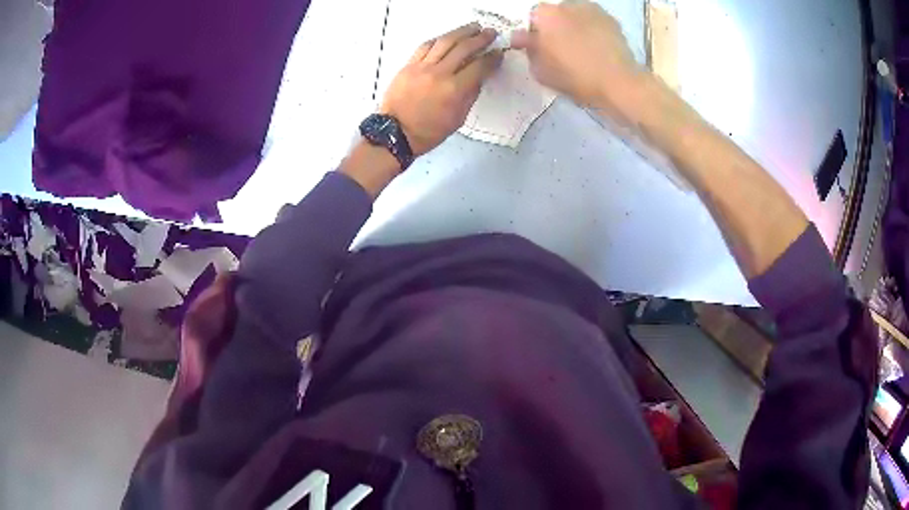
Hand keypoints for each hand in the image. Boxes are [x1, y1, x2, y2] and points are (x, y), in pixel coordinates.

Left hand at [380, 23, 503, 155]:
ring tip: (473, 27)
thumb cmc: (428, 131)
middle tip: (491, 33)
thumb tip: (479, 77)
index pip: (479, 66)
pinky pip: (426, 46)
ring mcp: (422, 67)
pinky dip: (439, 39)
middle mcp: (439, 73)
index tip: (499, 52)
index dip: (492, 58)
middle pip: (464, 48)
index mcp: (455, 90)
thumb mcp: (458, 119)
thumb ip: (470, 95)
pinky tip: (448, 36)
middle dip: (480, 38)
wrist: (396, 133)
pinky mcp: (409, 65)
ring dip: (462, 31)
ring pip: (445, 41)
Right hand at [511, 2, 642, 112]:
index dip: (536, 33)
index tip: (542, 49)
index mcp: (546, 14)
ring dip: (576, 28)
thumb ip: (528, 49)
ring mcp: (593, 10)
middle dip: (556, 27)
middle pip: (556, 14)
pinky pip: (595, 23)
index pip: (533, 18)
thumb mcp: (541, 70)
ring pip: (577, 17)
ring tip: (583, 50)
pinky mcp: (612, 20)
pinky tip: (598, 49)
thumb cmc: (575, 77)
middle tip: (563, 50)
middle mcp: (568, 5)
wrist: (618, 83)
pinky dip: (594, 31)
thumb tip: (522, 36)